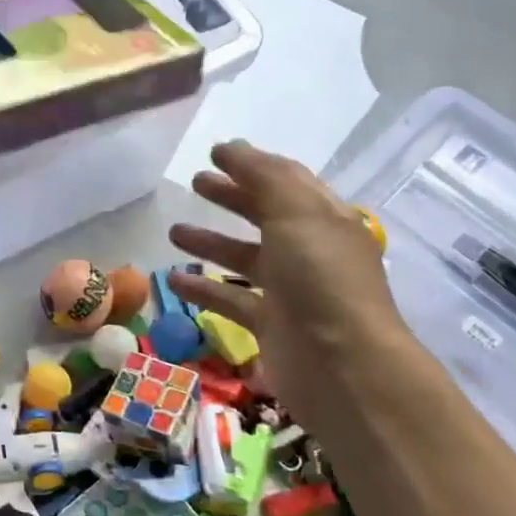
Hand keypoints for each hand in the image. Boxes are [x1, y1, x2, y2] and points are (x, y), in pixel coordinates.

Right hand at [168, 140, 406, 422]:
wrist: (343, 368)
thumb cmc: (321, 280)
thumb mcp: (296, 214)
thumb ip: (263, 176)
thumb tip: (232, 147)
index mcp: (325, 219)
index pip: (287, 181)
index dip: (252, 164)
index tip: (215, 153)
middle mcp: (310, 251)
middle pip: (265, 215)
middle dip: (231, 196)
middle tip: (195, 183)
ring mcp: (291, 290)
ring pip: (245, 257)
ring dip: (211, 242)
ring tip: (174, 232)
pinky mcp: (271, 325)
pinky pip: (232, 299)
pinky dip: (204, 289)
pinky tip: (172, 281)